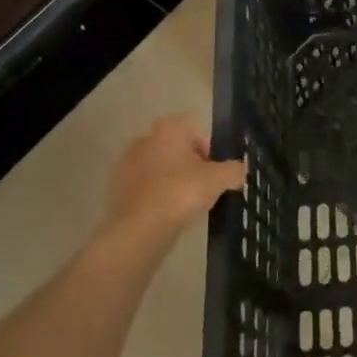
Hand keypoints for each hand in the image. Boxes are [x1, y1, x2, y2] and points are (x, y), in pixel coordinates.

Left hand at [100, 115, 246, 240]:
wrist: (139, 228)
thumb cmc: (182, 191)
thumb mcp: (219, 179)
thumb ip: (234, 170)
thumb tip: (242, 169)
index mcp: (168, 128)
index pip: (194, 130)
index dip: (207, 149)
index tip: (214, 170)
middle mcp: (144, 139)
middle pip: (174, 149)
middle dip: (188, 165)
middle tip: (202, 187)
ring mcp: (126, 164)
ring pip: (157, 169)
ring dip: (170, 181)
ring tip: (184, 205)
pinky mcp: (115, 190)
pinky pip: (143, 189)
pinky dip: (155, 198)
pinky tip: (165, 215)